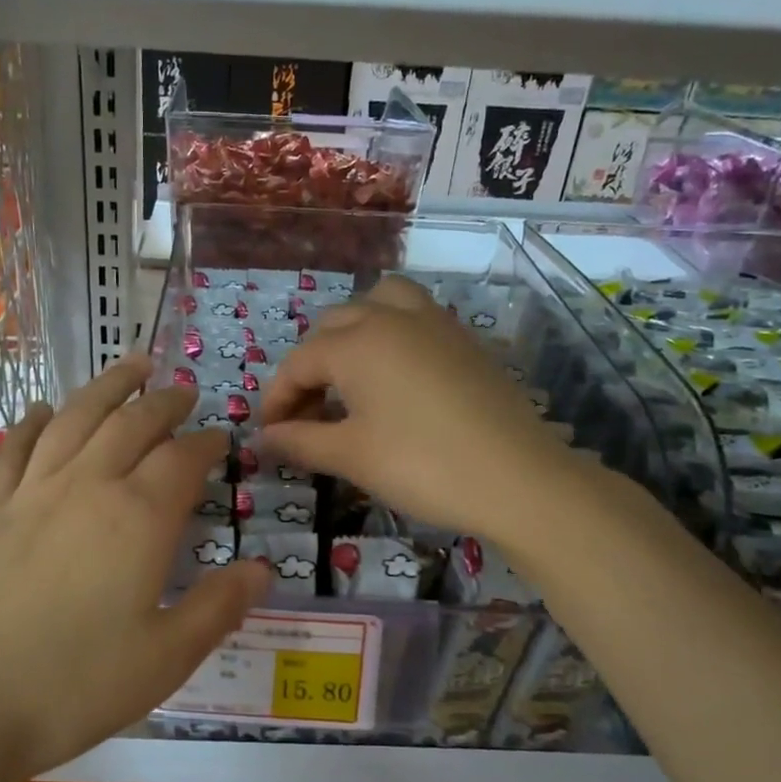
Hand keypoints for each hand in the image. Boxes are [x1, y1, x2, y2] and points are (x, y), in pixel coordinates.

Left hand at [0, 356, 270, 781]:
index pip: (182, 460)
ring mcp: (29, 495)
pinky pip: (14, 450)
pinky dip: (33, 423)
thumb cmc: (71, 686)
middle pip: (131, 424)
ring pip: (75, 419)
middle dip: (163, 402)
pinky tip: (43, 411)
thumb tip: (262, 570)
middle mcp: (86, 488)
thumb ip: (218, 608)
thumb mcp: (165, 659)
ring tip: (130, 367)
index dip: (207, 444)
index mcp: (138, 519)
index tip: (222, 439)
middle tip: (182, 390)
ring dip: (107, 388)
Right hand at [259, 275, 572, 541]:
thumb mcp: (351, 456)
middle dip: (309, 367)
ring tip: (348, 376)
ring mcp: (433, 322)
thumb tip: (262, 439)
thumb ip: (300, 441)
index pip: (298, 362)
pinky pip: (413, 316)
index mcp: (356, 343)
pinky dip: (390, 333)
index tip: (270, 434)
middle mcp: (390, 317)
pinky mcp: (463, 338)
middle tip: (307, 415)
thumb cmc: (421, 465)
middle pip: (332, 327)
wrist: (517, 477)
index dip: (276, 399)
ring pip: (377, 304)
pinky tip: (394, 377)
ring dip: (351, 332)